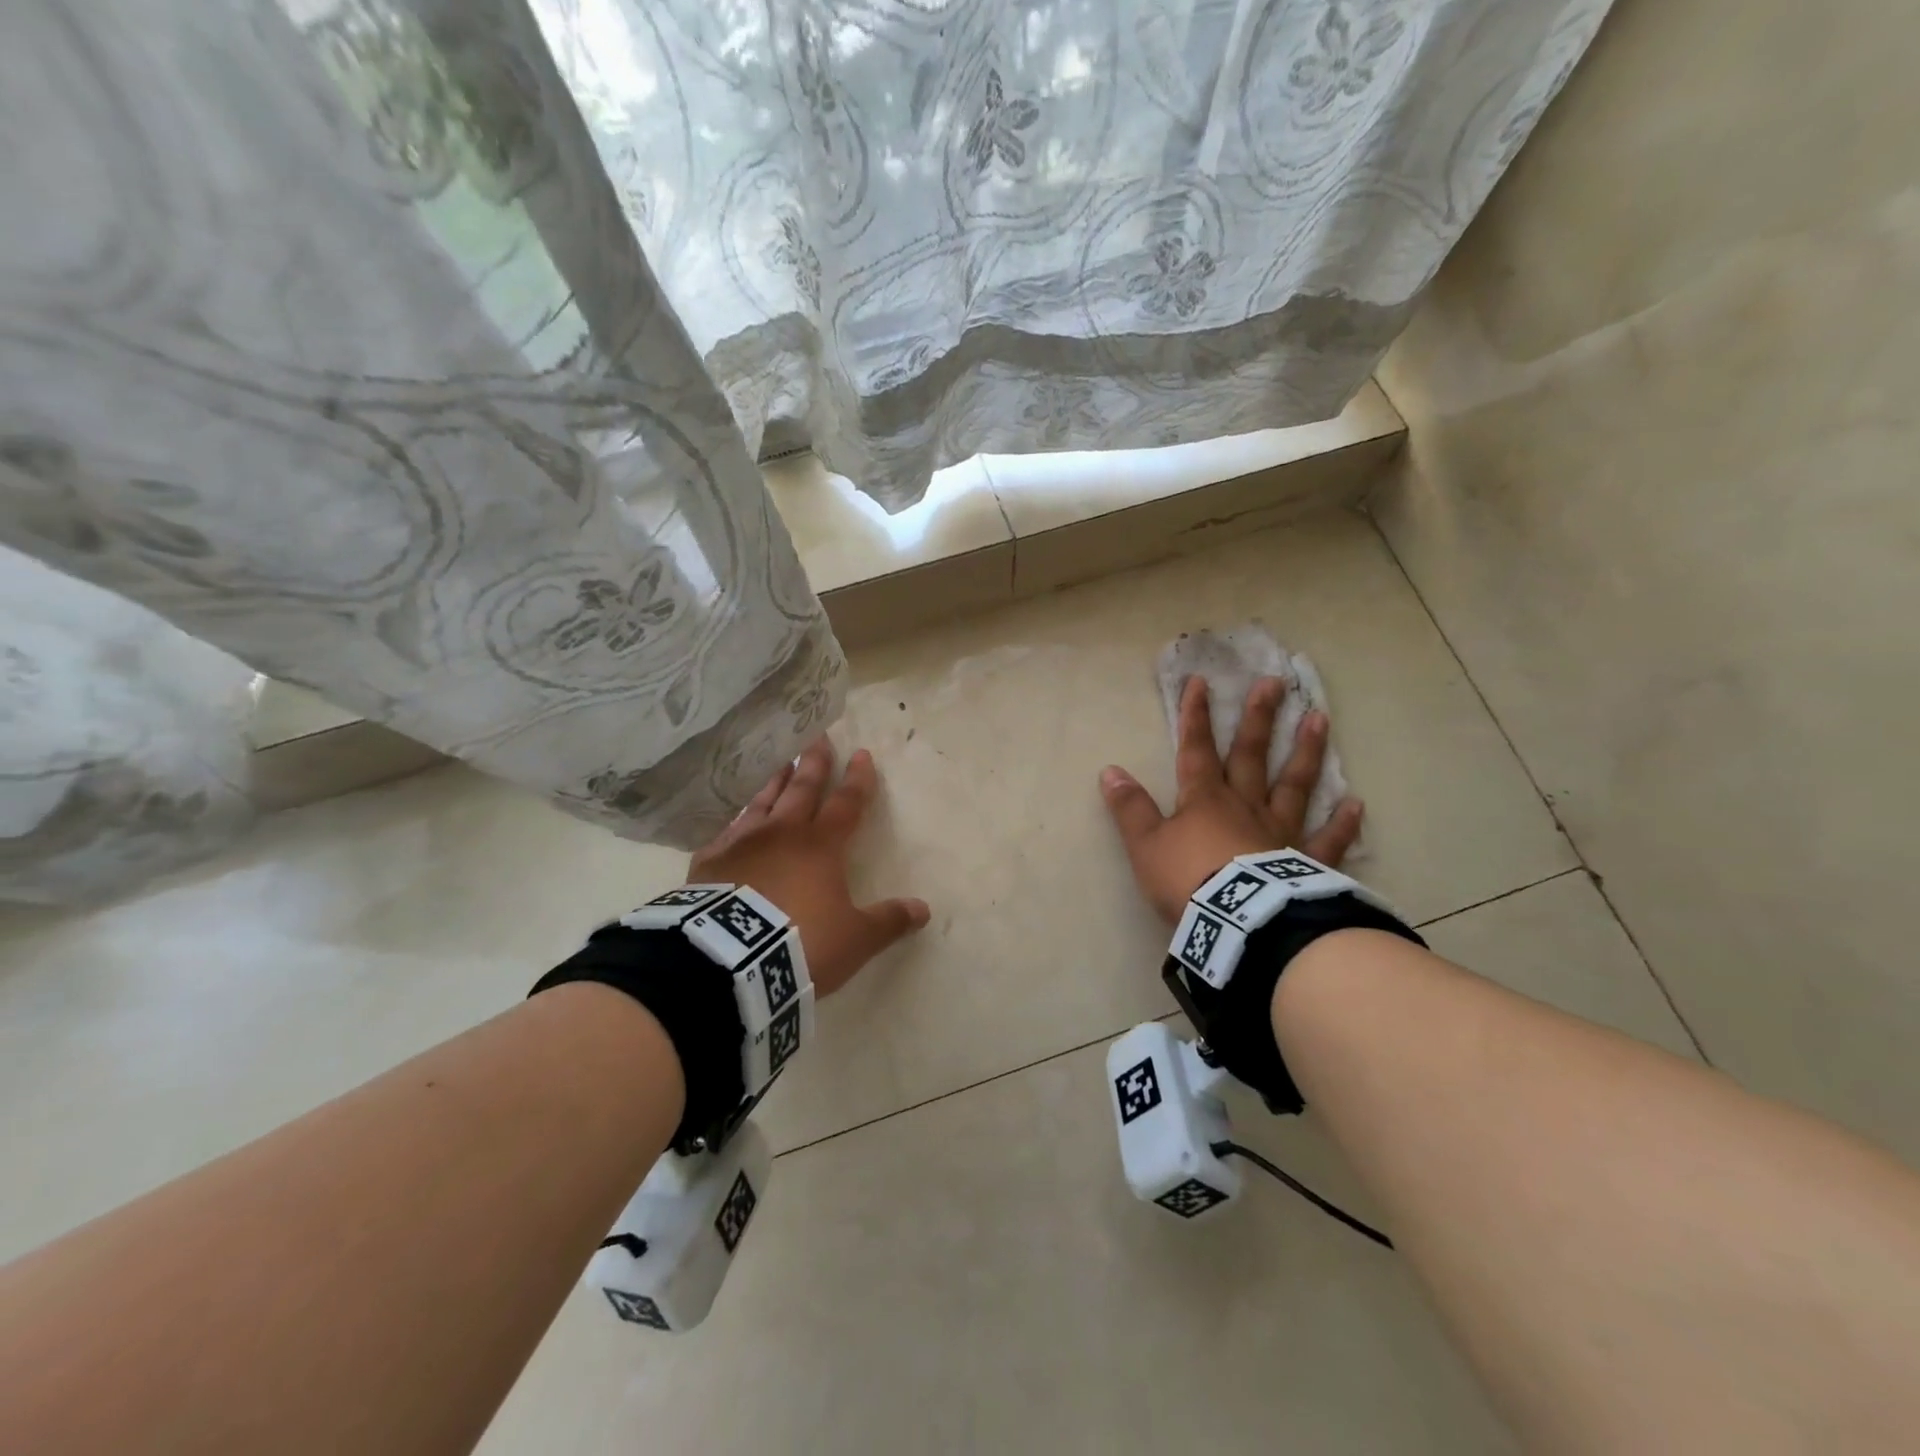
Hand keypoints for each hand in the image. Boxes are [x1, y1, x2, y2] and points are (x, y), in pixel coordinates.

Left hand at [687, 737, 929, 994]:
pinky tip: (733, 821)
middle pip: (802, 790)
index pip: (846, 803)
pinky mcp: (709, 863)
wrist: (729, 960)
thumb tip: (923, 909)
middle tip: (817, 738)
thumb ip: (888, 921)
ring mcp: (742, 844)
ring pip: (762, 803)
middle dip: (814, 764)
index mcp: (821, 846)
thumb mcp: (855, 940)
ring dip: (775, 782)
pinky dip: (735, 822)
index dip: (857, 780)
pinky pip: (725, 833)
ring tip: (781, 764)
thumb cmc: (801, 943)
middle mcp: (782, 834)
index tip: (861, 754)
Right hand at [1099, 675, 1364, 923]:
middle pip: (1250, 755)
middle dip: (1257, 718)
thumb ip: (1131, 809)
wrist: (1238, 922)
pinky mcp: (1305, 862)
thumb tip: (1110, 771)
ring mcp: (1280, 831)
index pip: (1195, 749)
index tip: (1201, 682)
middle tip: (1273, 683)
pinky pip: (1327, 840)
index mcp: (1204, 799)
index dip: (1195, 716)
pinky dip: (1341, 823)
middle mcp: (1245, 805)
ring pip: (1293, 784)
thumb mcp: (1145, 845)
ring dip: (1305, 751)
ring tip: (1319, 719)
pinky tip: (1355, 804)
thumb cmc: (1187, 880)